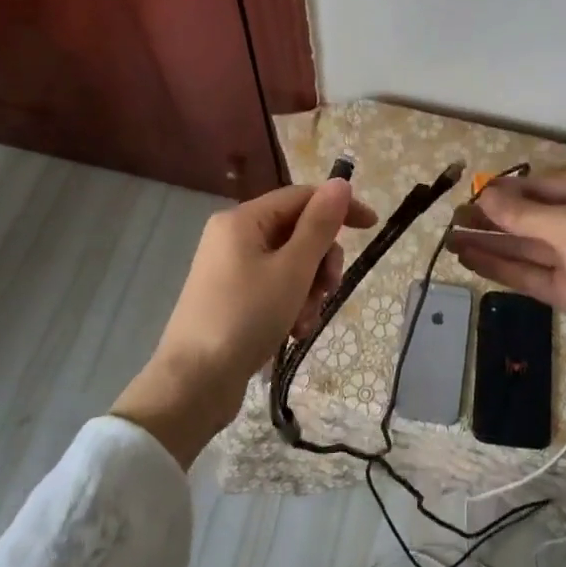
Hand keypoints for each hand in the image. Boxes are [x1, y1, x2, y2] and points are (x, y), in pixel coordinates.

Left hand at [113, 180, 375, 465]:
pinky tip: (295, 332)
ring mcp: (230, 269)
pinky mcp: (231, 298)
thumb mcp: (292, 269)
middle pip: (297, 232)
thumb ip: (319, 225)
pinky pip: (274, 287)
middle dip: (321, 261)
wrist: (193, 384)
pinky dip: (291, 305)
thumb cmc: (246, 318)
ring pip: (290, 264)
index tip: (372, 226)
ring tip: (306, 321)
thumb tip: (340, 182)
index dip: (339, 207)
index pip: (302, 197)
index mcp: (243, 220)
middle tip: (329, 289)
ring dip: (309, 290)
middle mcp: (233, 236)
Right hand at [448, 175, 565, 381]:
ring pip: (523, 247)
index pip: (537, 188)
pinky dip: (500, 267)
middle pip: (527, 218)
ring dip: (489, 243)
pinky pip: (527, 274)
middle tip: (451, 220)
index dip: (502, 192)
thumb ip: (524, 214)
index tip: (467, 196)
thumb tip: (486, 194)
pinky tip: (470, 261)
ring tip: (450, 240)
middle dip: (490, 219)